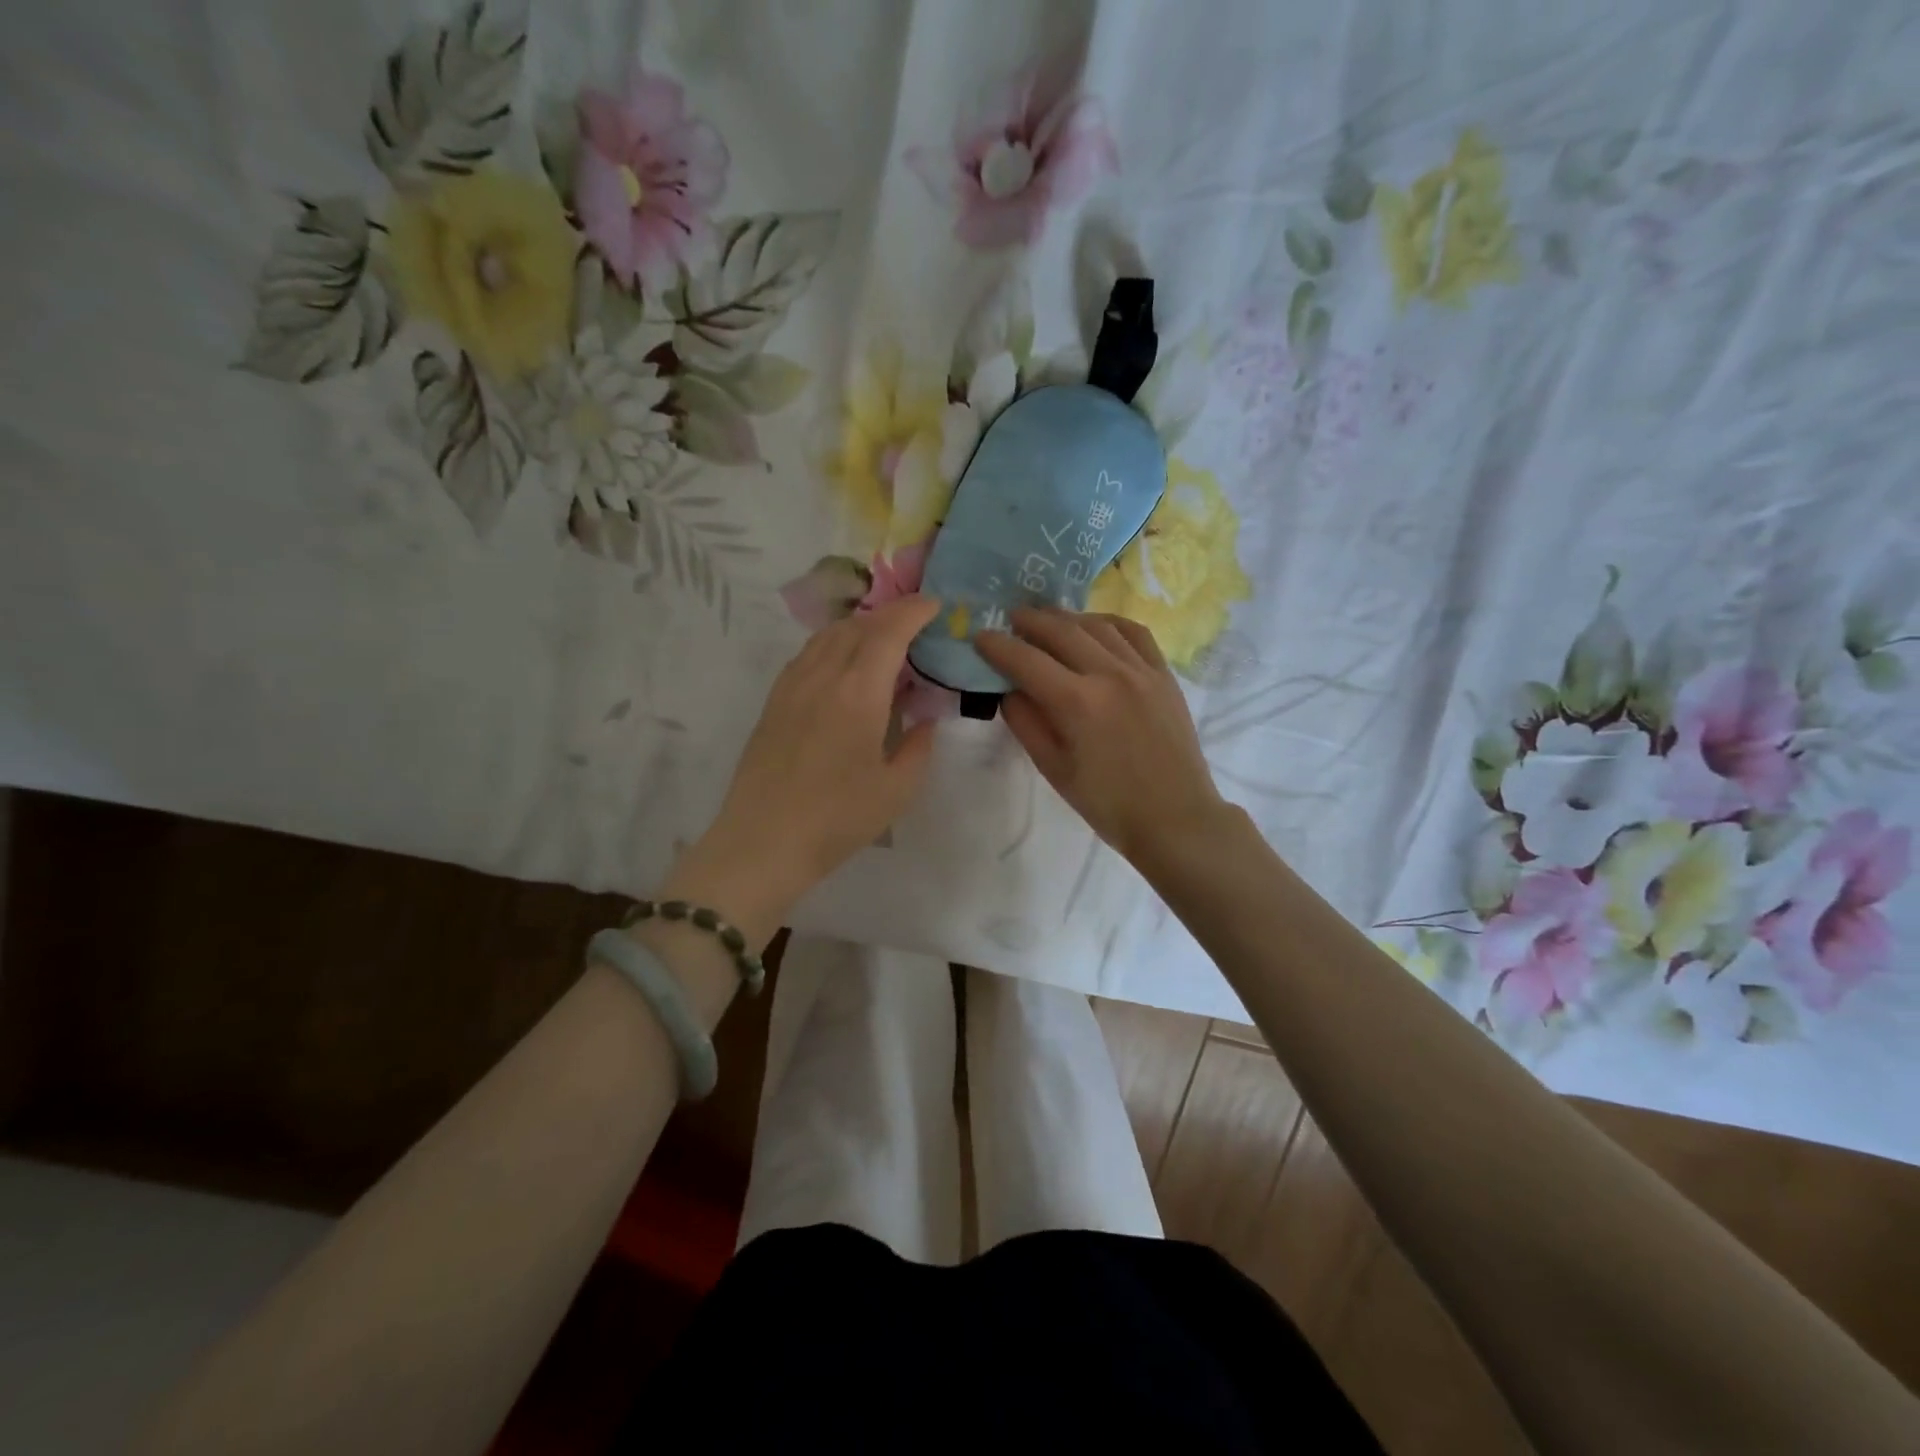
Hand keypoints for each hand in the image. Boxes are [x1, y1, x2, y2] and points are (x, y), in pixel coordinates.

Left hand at [668, 595, 942, 941]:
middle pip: (857, 625)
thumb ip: (919, 746)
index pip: (889, 631)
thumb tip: (925, 719)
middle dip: (891, 615)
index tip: (935, 605)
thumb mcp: (897, 790)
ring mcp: (792, 686)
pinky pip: (808, 655)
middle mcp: (823, 676)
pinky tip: (844, 666)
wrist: (762, 842)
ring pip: (828, 635)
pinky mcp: (774, 701)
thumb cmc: (837, 819)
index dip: (914, 611)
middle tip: (917, 623)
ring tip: (883, 641)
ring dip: (860, 626)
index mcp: (859, 693)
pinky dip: (834, 645)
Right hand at [975, 608, 1228, 868]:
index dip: (998, 646)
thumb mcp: (1054, 769)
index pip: (1026, 661)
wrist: (1175, 817)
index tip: (980, 637)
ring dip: (1066, 618)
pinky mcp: (1164, 675)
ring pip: (1097, 625)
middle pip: (1061, 631)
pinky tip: (1094, 626)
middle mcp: (1110, 674)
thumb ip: (1026, 723)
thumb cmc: (1108, 803)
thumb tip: (1008, 690)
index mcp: (1078, 703)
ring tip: (1047, 620)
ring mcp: (1142, 670)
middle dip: (1029, 621)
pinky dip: (1108, 622)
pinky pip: (1134, 633)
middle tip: (1010, 619)